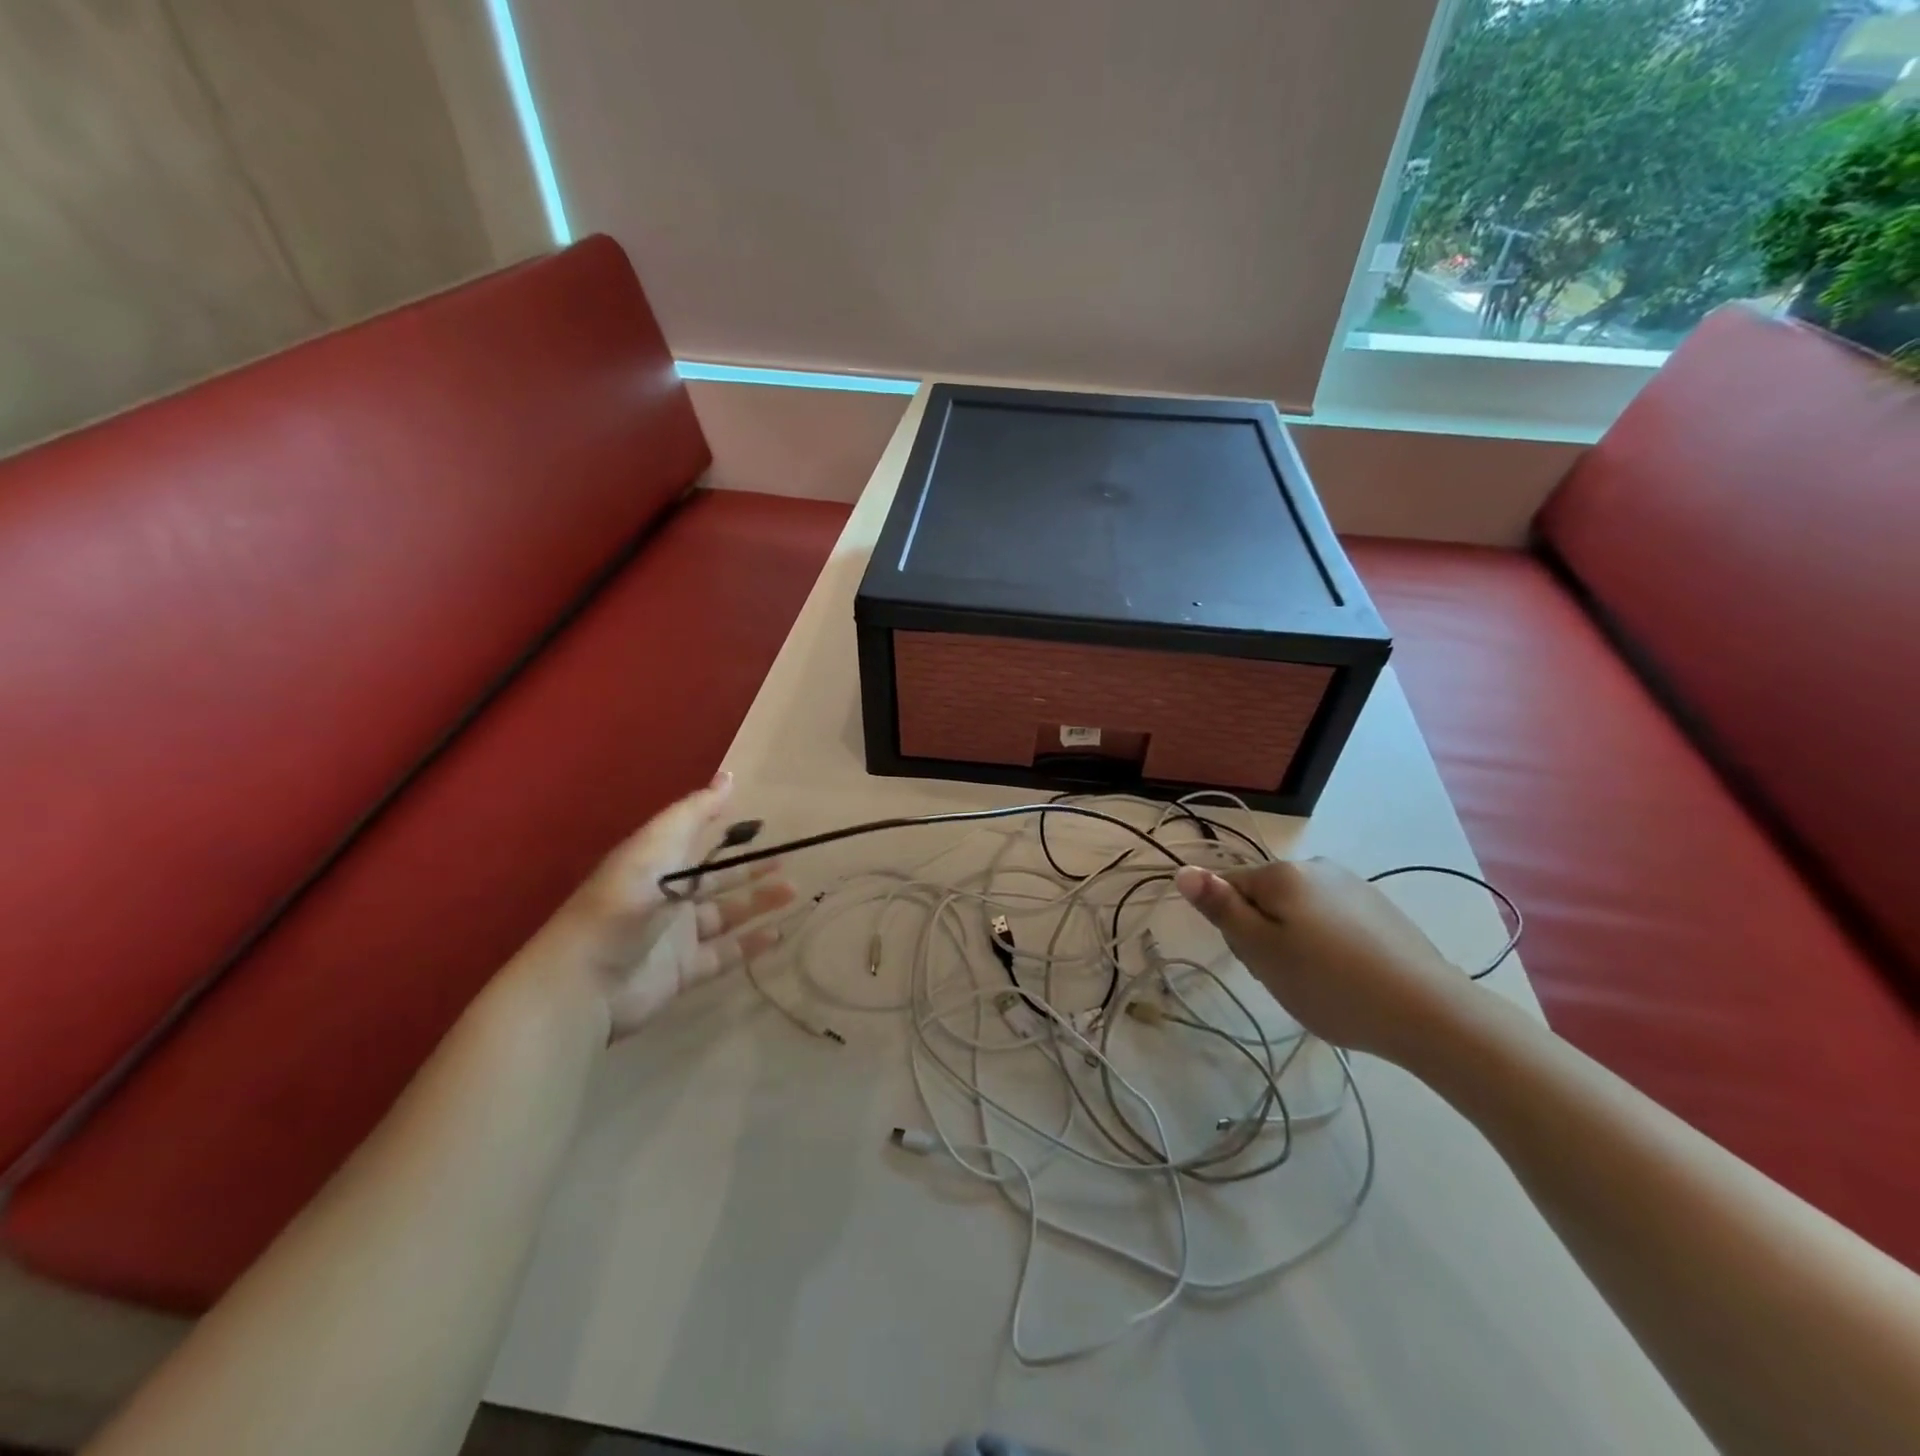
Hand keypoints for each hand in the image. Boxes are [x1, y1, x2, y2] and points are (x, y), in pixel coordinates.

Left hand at [555, 773, 792, 1039]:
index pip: (694, 841)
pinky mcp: (685, 970)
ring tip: (793, 891)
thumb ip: (694, 813)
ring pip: (726, 915)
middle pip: (716, 880)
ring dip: (758, 902)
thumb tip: (729, 776)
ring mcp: (677, 936)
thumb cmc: (623, 904)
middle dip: (749, 870)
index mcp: (656, 864)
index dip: (722, 831)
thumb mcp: (657, 846)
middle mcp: (668, 897)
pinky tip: (778, 934)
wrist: (587, 981)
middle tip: (786, 861)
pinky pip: (726, 953)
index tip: (759, 822)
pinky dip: (751, 945)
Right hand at [1173, 858, 1471, 1061]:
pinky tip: (1347, 978)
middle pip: (1263, 898)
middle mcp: (1316, 867)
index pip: (1228, 888)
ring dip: (1295, 942)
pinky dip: (1328, 946)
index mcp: (1282, 872)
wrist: (1429, 1013)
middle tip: (1286, 976)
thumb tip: (1183, 870)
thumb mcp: (1262, 950)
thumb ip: (1221, 908)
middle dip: (1264, 935)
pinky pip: (1332, 921)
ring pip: (1298, 911)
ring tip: (1319, 983)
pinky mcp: (1380, 909)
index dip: (1233, 928)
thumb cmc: (1330, 983)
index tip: (1257, 961)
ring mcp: (1352, 886)